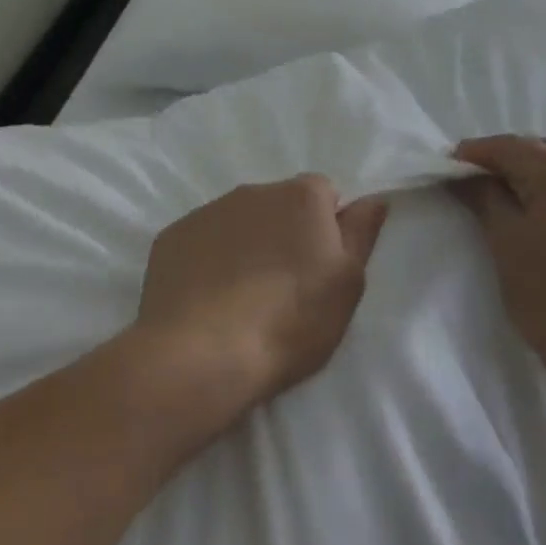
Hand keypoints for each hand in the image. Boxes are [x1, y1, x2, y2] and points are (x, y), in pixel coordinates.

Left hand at [135, 175, 388, 409]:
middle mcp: (254, 190)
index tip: (320, 268)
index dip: (325, 228)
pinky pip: (201, 242)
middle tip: (284, 288)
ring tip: (242, 299)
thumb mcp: (347, 283)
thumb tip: (373, 198)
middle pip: (279, 205)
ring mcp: (208, 211)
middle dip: (284, 234)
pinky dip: (208, 261)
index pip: (324, 194)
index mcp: (301, 196)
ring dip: (245, 246)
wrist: (202, 353)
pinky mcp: (172, 236)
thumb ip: (362, 233)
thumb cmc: (290, 320)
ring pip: (238, 222)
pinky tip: (207, 301)